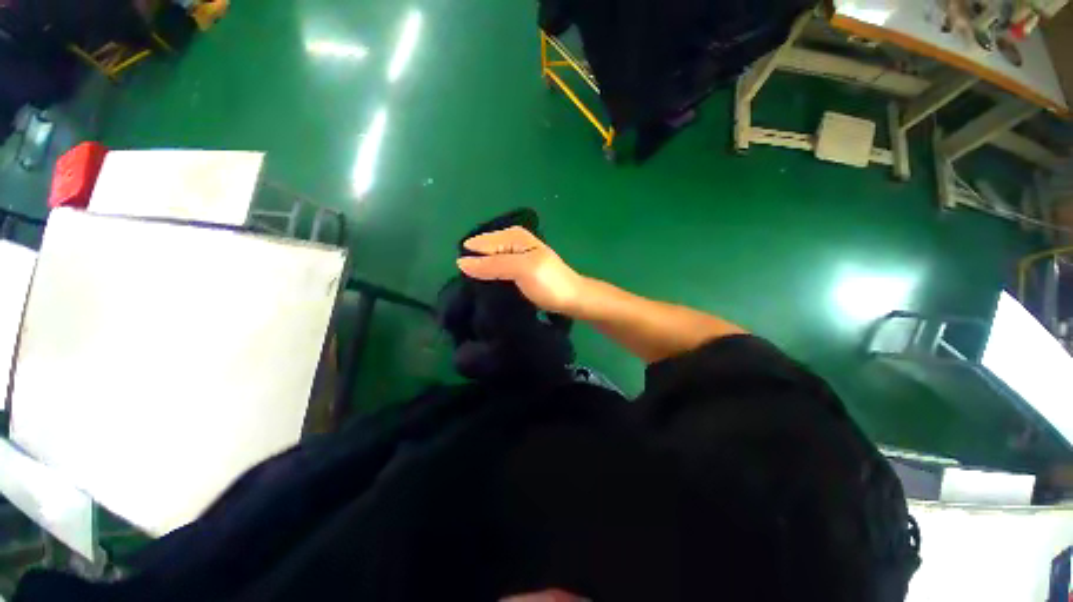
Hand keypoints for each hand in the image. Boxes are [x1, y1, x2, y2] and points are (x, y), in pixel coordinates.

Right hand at [456, 226, 585, 314]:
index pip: (481, 243)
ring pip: (490, 262)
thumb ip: (492, 264)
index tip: (462, 278)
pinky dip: (491, 278)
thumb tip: (460, 262)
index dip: (471, 259)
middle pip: (485, 252)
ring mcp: (516, 257)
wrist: (572, 299)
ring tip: (471, 289)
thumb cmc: (548, 282)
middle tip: (466, 286)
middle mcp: (513, 243)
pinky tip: (485, 288)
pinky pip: (497, 271)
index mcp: (514, 236)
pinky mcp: (518, 272)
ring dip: (482, 274)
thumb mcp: (520, 269)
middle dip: (475, 265)